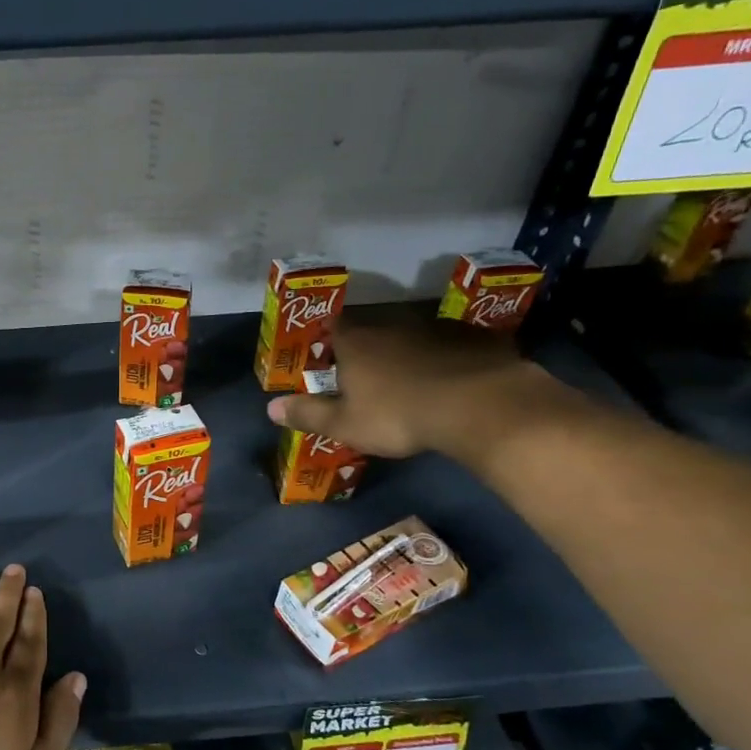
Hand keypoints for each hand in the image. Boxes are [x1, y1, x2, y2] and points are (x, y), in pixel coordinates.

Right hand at [265, 316, 563, 459]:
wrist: (479, 405)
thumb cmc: (399, 415)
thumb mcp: (345, 424)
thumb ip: (308, 414)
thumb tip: (270, 408)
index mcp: (356, 342)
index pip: (333, 327)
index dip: (328, 338)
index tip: (327, 355)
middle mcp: (392, 325)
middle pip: (373, 330)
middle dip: (369, 349)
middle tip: (369, 376)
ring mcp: (436, 327)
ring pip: (414, 335)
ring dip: (409, 353)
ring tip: (413, 382)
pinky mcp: (475, 336)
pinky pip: (453, 344)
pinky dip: (448, 358)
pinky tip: (454, 381)